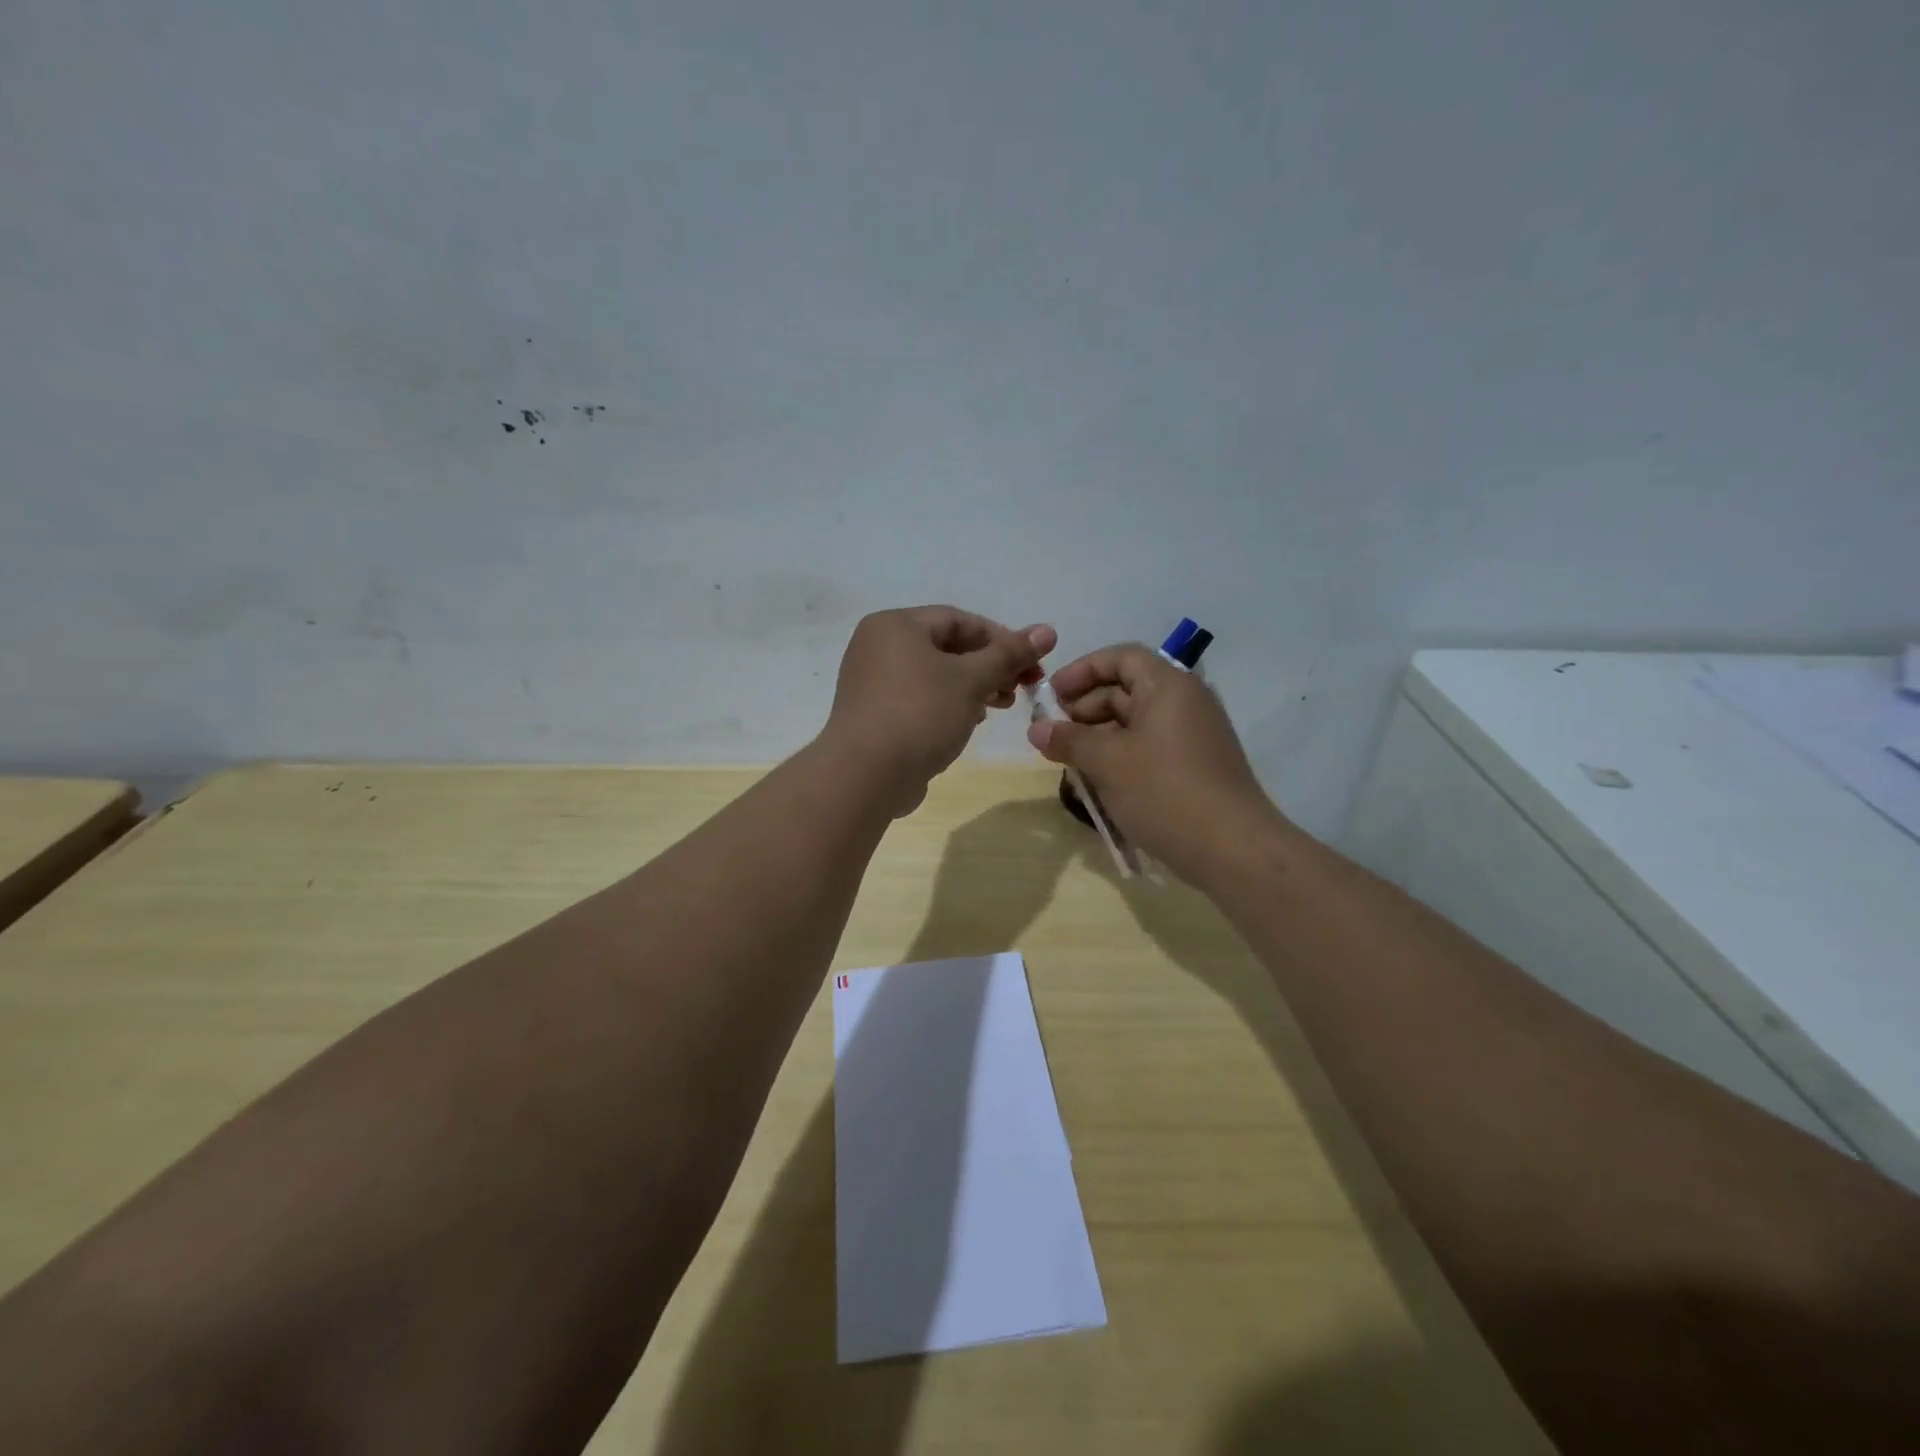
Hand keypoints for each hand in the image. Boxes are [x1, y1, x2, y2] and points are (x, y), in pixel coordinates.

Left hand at [822, 607, 1056, 815]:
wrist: (865, 776)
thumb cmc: (920, 714)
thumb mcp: (971, 680)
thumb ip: (1009, 654)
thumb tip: (1047, 631)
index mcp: (895, 625)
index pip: (959, 620)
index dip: (1001, 638)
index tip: (1032, 663)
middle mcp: (878, 646)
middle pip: (946, 647)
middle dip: (989, 666)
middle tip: (1023, 688)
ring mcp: (872, 683)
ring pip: (935, 675)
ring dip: (973, 687)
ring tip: (1002, 706)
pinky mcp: (875, 715)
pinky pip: (919, 699)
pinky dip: (948, 705)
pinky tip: (970, 722)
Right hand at [1027, 644, 1283, 884]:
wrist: (1233, 849)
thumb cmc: (1165, 792)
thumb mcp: (1107, 763)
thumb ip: (1068, 740)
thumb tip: (1036, 729)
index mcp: (1168, 686)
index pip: (1120, 658)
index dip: (1081, 670)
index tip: (1051, 696)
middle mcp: (1185, 702)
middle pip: (1126, 689)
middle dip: (1084, 709)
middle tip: (1054, 736)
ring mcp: (1194, 735)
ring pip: (1136, 722)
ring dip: (1099, 737)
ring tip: (1071, 763)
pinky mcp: (1196, 765)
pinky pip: (1150, 747)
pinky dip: (1121, 756)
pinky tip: (1099, 782)